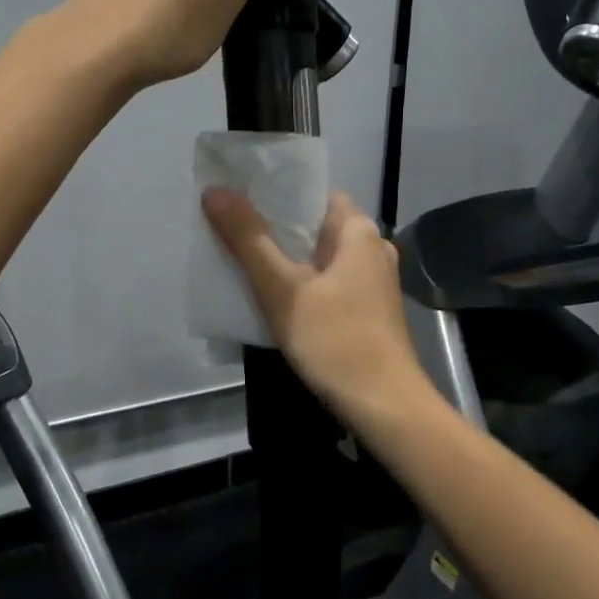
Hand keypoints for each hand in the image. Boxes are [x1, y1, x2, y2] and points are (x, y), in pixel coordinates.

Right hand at [203, 188, 427, 424]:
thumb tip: (214, 191)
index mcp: (360, 232)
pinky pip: (327, 285)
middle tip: (230, 232)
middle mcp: (373, 250)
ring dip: (285, 260)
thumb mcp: (283, 289)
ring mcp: (373, 284)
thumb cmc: (336, 340)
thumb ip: (248, 239)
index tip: (238, 199)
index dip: (276, 194)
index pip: (314, 195)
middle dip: (273, 230)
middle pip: (314, 227)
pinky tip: (272, 298)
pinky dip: (300, 285)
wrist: (384, 407)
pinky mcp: (367, 312)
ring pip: (319, 259)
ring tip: (241, 262)